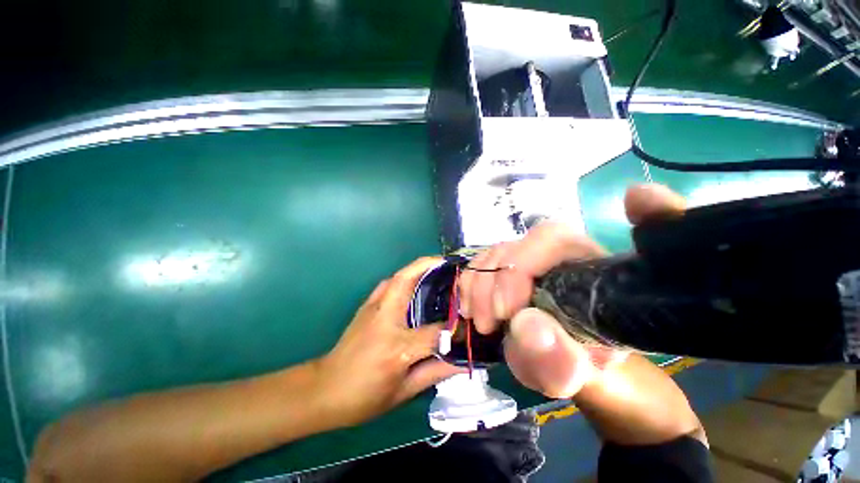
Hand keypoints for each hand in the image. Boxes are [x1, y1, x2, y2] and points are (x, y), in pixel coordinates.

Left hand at [317, 257, 463, 427]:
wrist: (324, 389)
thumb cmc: (364, 396)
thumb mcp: (403, 392)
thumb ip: (435, 372)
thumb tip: (462, 361)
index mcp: (398, 348)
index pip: (435, 333)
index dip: (455, 329)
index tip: (468, 324)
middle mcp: (385, 320)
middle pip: (407, 281)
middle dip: (428, 265)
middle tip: (448, 263)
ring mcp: (373, 309)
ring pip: (397, 277)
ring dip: (417, 267)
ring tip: (437, 268)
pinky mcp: (366, 305)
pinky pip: (388, 284)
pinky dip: (404, 277)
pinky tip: (415, 283)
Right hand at [459, 184, 685, 398]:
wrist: (588, 373)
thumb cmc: (598, 370)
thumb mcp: (587, 376)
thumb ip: (563, 362)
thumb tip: (525, 328)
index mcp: (591, 267)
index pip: (556, 238)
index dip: (529, 256)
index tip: (509, 304)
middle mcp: (560, 256)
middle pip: (517, 245)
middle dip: (495, 280)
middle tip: (490, 321)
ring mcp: (533, 262)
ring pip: (495, 253)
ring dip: (478, 284)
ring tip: (479, 319)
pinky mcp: (513, 272)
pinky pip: (484, 264)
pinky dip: (472, 282)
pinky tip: (471, 305)